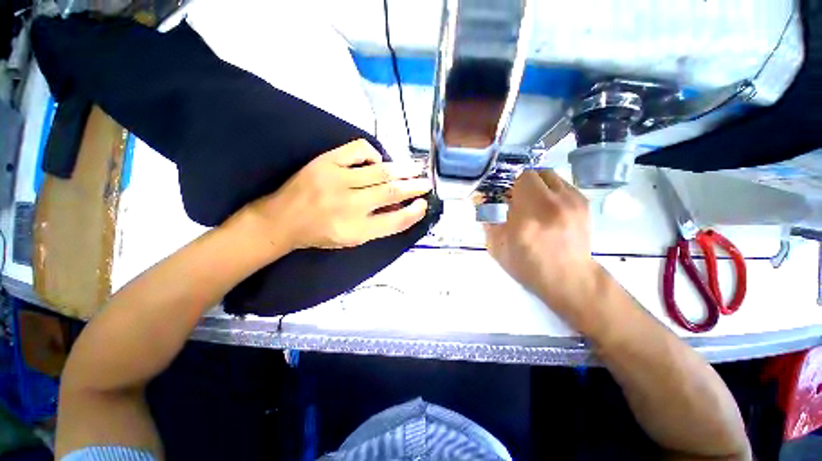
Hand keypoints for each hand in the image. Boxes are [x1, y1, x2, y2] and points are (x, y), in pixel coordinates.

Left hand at [239, 139, 430, 252]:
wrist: (283, 220)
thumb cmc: (321, 234)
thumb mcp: (352, 239)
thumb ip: (379, 226)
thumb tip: (403, 208)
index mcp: (357, 230)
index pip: (396, 221)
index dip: (414, 212)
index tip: (424, 204)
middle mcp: (350, 205)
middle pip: (392, 193)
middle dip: (415, 187)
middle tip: (427, 183)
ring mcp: (337, 180)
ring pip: (380, 172)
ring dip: (403, 169)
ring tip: (416, 169)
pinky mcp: (326, 162)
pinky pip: (358, 150)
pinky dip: (373, 154)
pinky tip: (377, 161)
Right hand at [484, 170, 602, 321]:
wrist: (568, 279)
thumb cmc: (527, 265)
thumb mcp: (497, 246)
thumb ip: (488, 220)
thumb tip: (482, 200)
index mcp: (529, 215)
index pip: (522, 178)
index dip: (511, 186)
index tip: (507, 199)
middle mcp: (554, 203)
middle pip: (537, 172)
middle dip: (524, 183)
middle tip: (519, 199)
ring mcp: (573, 201)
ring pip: (552, 176)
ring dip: (539, 185)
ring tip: (534, 203)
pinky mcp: (584, 204)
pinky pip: (563, 185)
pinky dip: (552, 192)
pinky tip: (549, 210)